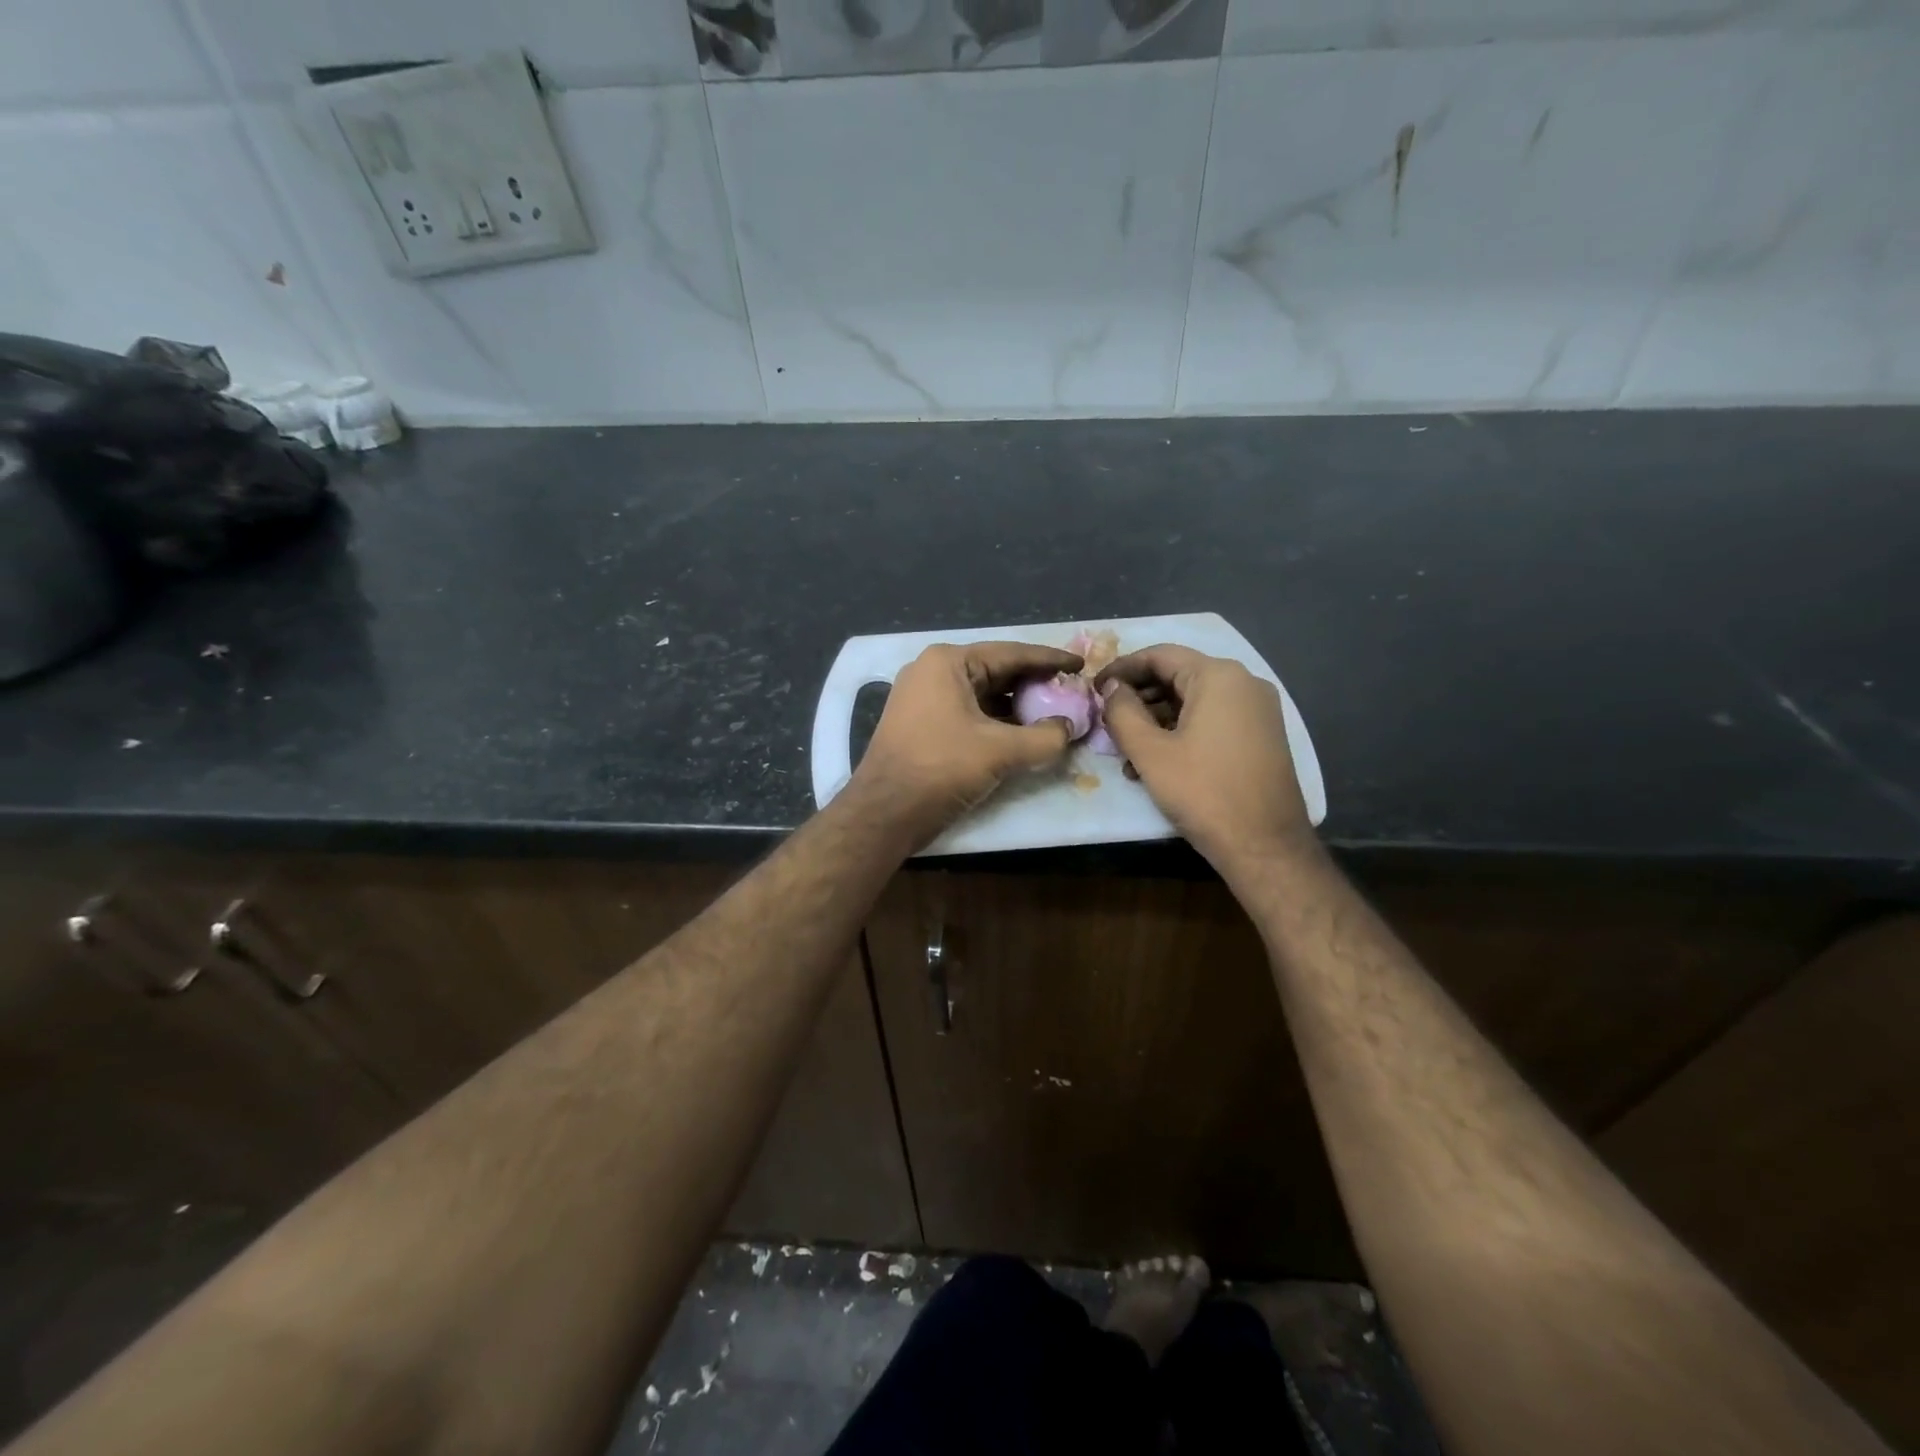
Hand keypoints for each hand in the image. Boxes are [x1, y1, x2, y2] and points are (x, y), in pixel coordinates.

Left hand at [851, 641, 1083, 844]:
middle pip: (996, 672)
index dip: (1050, 660)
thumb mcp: (1000, 752)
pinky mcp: (922, 724)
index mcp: (948, 662)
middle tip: (1071, 693)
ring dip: (1017, 706)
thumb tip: (1069, 729)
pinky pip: (968, 713)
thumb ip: (1045, 737)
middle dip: (1034, 684)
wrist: (884, 812)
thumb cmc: (941, 768)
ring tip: (1054, 715)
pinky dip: (996, 722)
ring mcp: (923, 698)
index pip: (1010, 654)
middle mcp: (932, 672)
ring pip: (982, 695)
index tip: (1081, 666)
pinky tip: (1022, 734)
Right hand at [1097, 645, 1315, 868]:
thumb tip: (1112, 688)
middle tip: (1107, 720)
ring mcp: (1257, 710)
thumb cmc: (1203, 793)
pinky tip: (1156, 763)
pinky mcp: (1261, 736)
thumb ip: (1123, 712)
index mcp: (1219, 677)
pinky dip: (1181, 732)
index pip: (1160, 655)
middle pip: (1178, 676)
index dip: (1122, 668)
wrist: (1265, 847)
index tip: (1094, 688)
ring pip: (1194, 701)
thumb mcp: (1150, 752)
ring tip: (1126, 751)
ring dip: (1156, 720)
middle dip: (1138, 697)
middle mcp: (1244, 683)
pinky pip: (1212, 720)